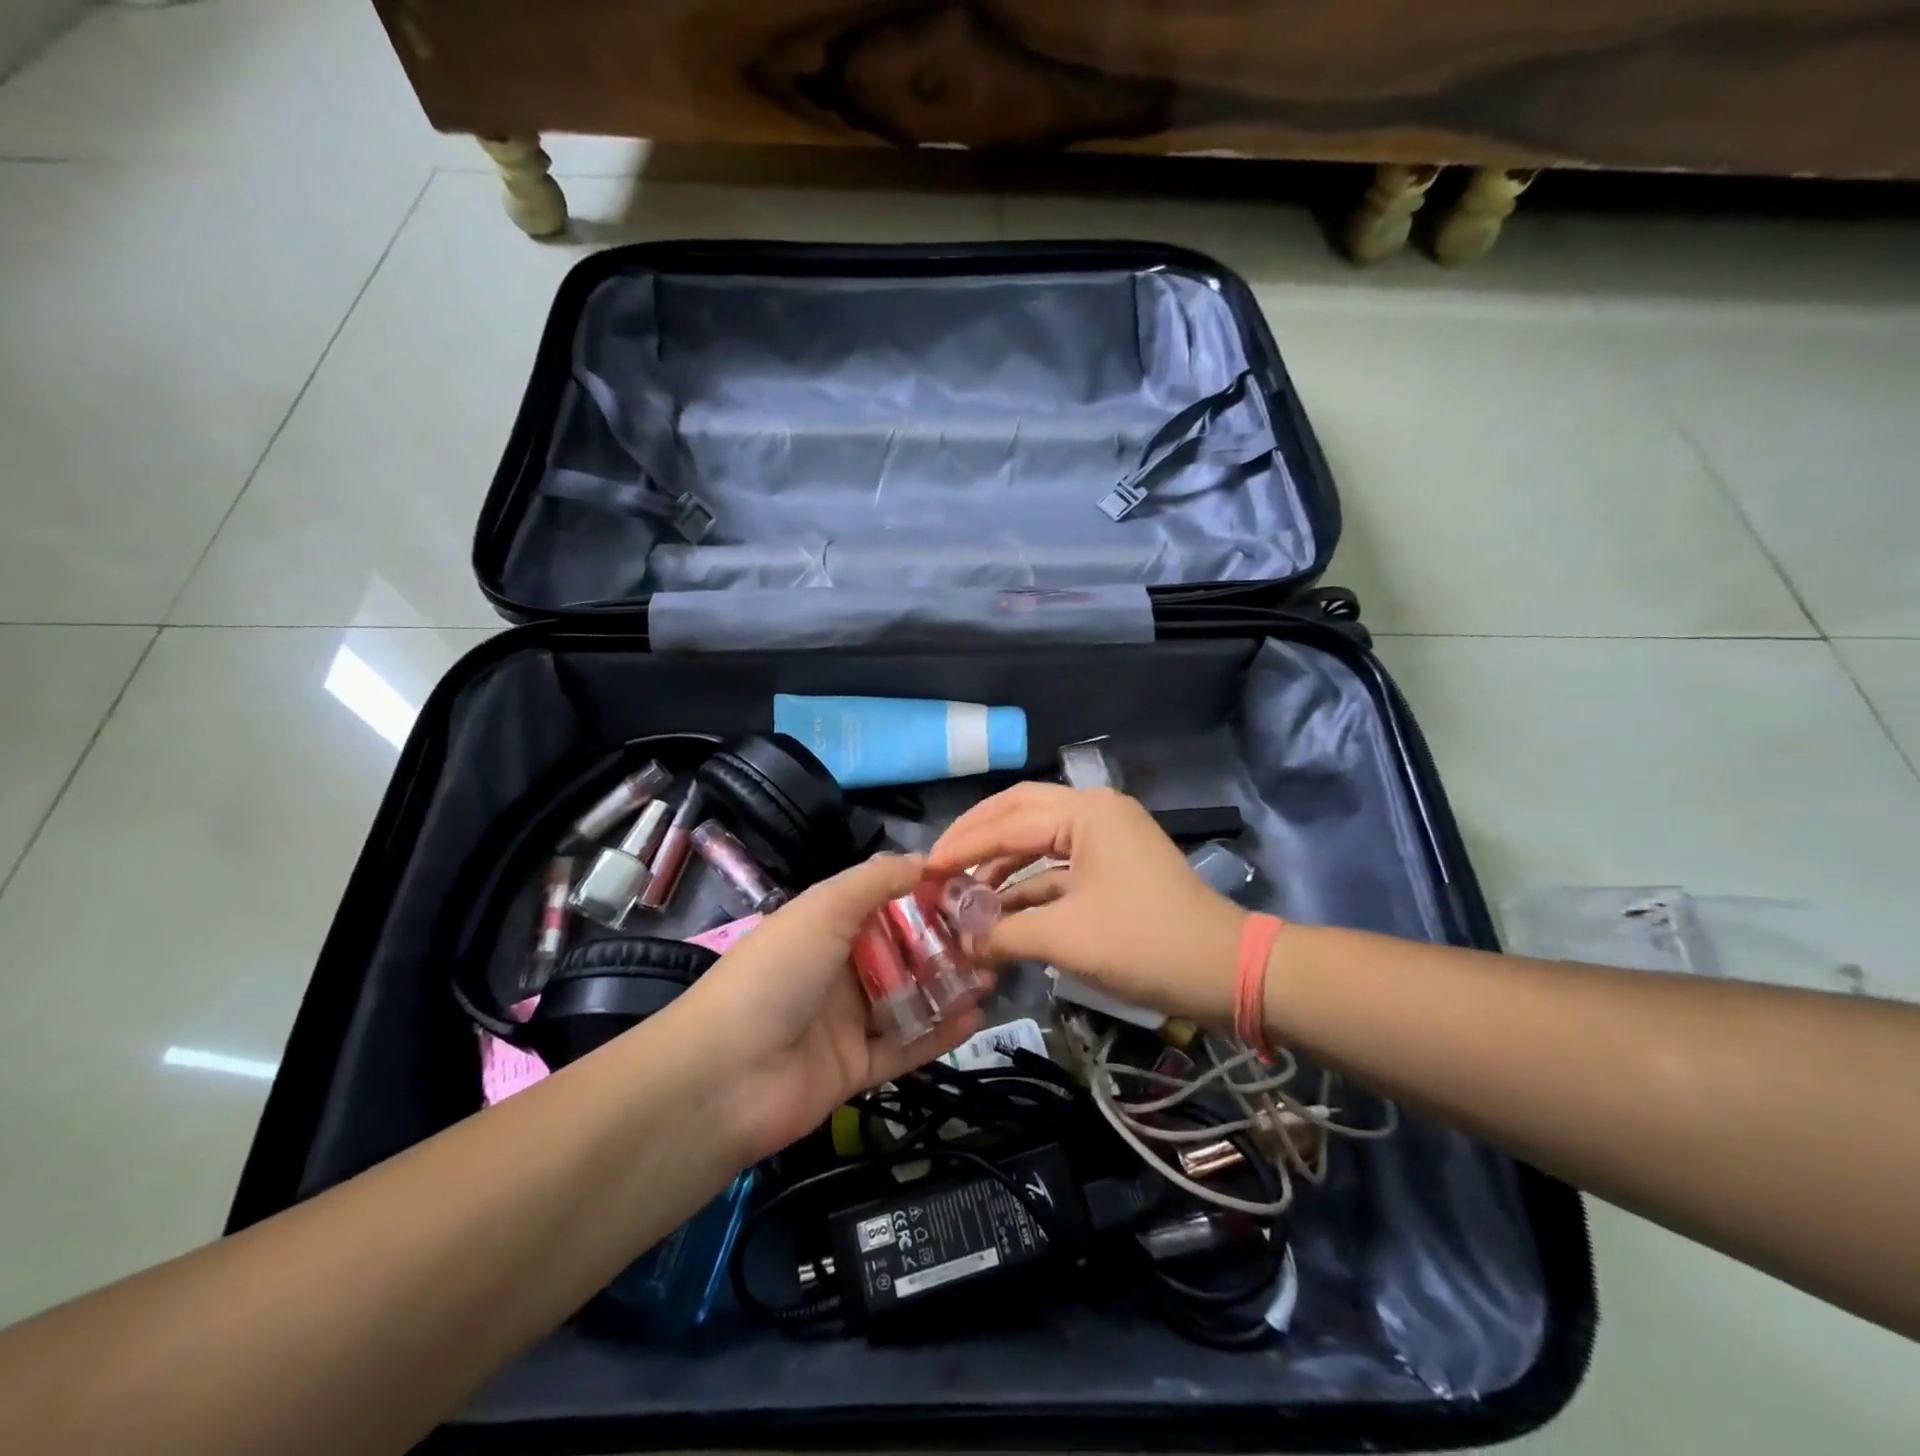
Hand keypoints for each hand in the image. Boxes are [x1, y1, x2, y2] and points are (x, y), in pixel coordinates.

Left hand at [673, 854, 982, 1161]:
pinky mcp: (855, 1069)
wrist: (726, 1076)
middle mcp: (836, 969)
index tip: (969, 889)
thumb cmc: (778, 972)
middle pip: (901, 951)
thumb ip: (875, 880)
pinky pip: (905, 1047)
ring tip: (993, 972)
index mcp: (824, 926)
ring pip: (908, 999)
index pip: (883, 903)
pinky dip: (939, 1033)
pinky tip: (975, 1017)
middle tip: (992, 936)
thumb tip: (924, 860)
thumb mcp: (824, 908)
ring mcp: (845, 1022)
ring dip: (949, 986)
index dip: (924, 895)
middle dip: (945, 942)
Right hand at [929, 785, 1244, 1024]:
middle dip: (976, 837)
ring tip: (961, 889)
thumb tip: (961, 942)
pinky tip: (998, 907)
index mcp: (1084, 812)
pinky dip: (1028, 883)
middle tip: (937, 863)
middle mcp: (1093, 810)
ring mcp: (1106, 836)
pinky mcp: (1112, 864)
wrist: (1225, 970)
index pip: (1005, 823)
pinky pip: (1058, 864)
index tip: (920, 869)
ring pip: (1038, 838)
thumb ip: (1003, 933)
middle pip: (1019, 812)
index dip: (960, 848)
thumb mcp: (1065, 938)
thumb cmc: (1143, 943)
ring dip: (1000, 862)